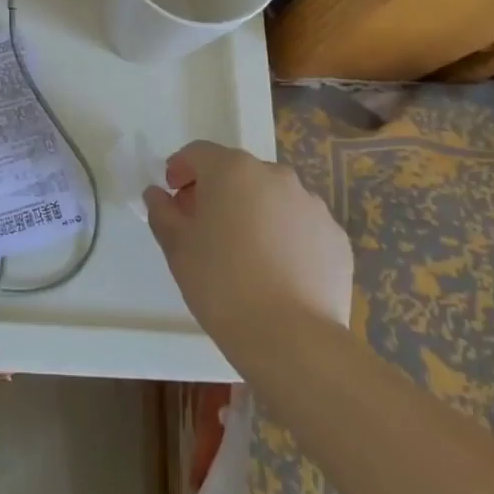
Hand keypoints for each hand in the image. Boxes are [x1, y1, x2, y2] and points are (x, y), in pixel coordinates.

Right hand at [144, 141, 352, 355]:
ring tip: (246, 254)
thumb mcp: (177, 247)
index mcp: (232, 170)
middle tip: (205, 227)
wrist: (292, 340)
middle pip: (238, 172)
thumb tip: (158, 195)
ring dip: (254, 212)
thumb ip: (162, 212)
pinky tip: (278, 271)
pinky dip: (286, 236)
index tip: (173, 196)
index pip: (198, 153)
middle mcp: (275, 176)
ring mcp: (311, 205)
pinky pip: (301, 225)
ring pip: (272, 197)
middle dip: (218, 192)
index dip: (181, 170)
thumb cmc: (221, 284)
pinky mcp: (336, 237)